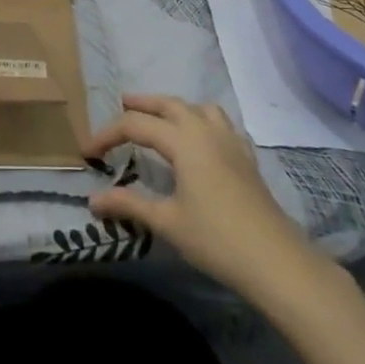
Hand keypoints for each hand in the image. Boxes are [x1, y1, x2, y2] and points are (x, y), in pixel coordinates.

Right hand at [86, 94, 326, 296]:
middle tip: (122, 103)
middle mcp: (206, 131)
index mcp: (183, 141)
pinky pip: (222, 124)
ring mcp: (231, 142)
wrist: (276, 261)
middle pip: (170, 104)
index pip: (136, 125)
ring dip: (176, 107)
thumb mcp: (166, 222)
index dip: (108, 134)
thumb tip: (93, 199)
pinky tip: (202, 140)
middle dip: (144, 103)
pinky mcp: (247, 158)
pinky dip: (204, 121)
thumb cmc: (216, 238)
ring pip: (200, 108)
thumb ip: (129, 205)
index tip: (88, 152)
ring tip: (161, 117)